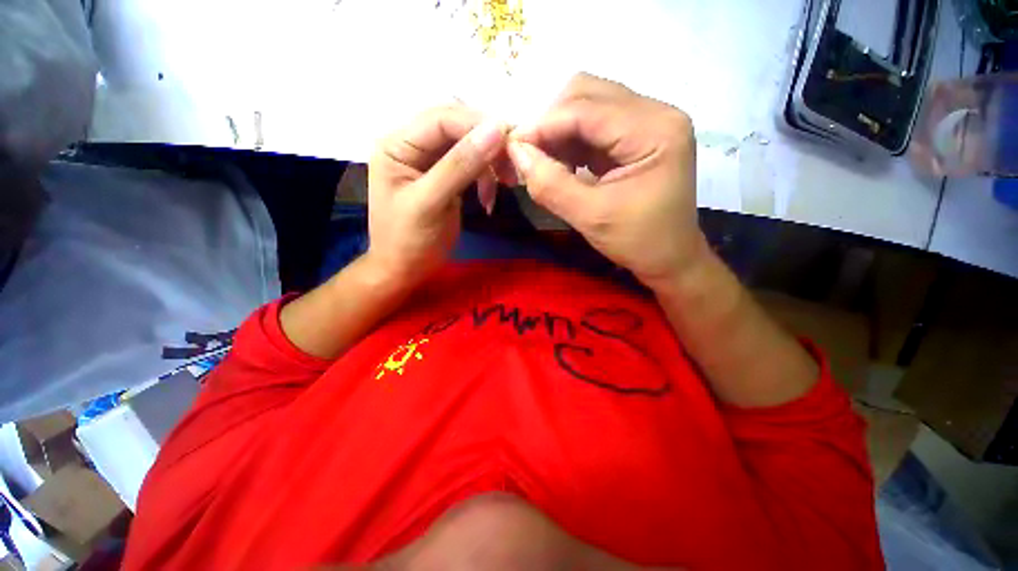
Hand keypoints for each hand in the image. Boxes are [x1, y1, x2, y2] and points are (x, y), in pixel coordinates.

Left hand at [367, 105, 508, 286]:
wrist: (406, 270)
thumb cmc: (409, 241)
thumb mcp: (430, 203)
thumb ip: (460, 166)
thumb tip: (496, 129)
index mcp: (398, 145)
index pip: (441, 119)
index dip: (477, 124)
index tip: (511, 140)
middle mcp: (413, 146)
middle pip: (456, 128)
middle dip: (487, 143)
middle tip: (512, 165)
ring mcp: (430, 162)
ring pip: (468, 146)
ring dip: (490, 163)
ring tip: (506, 184)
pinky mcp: (446, 178)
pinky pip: (471, 166)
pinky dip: (485, 178)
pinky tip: (489, 197)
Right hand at [507, 73, 706, 288]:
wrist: (669, 258)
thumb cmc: (639, 242)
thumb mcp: (591, 217)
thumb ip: (550, 185)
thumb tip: (515, 152)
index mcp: (655, 130)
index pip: (586, 109)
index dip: (543, 125)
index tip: (512, 148)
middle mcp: (655, 113)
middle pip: (587, 94)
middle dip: (550, 123)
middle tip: (529, 156)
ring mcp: (646, 123)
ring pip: (587, 107)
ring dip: (558, 132)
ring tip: (543, 163)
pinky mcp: (636, 137)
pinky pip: (593, 126)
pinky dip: (570, 142)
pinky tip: (560, 165)